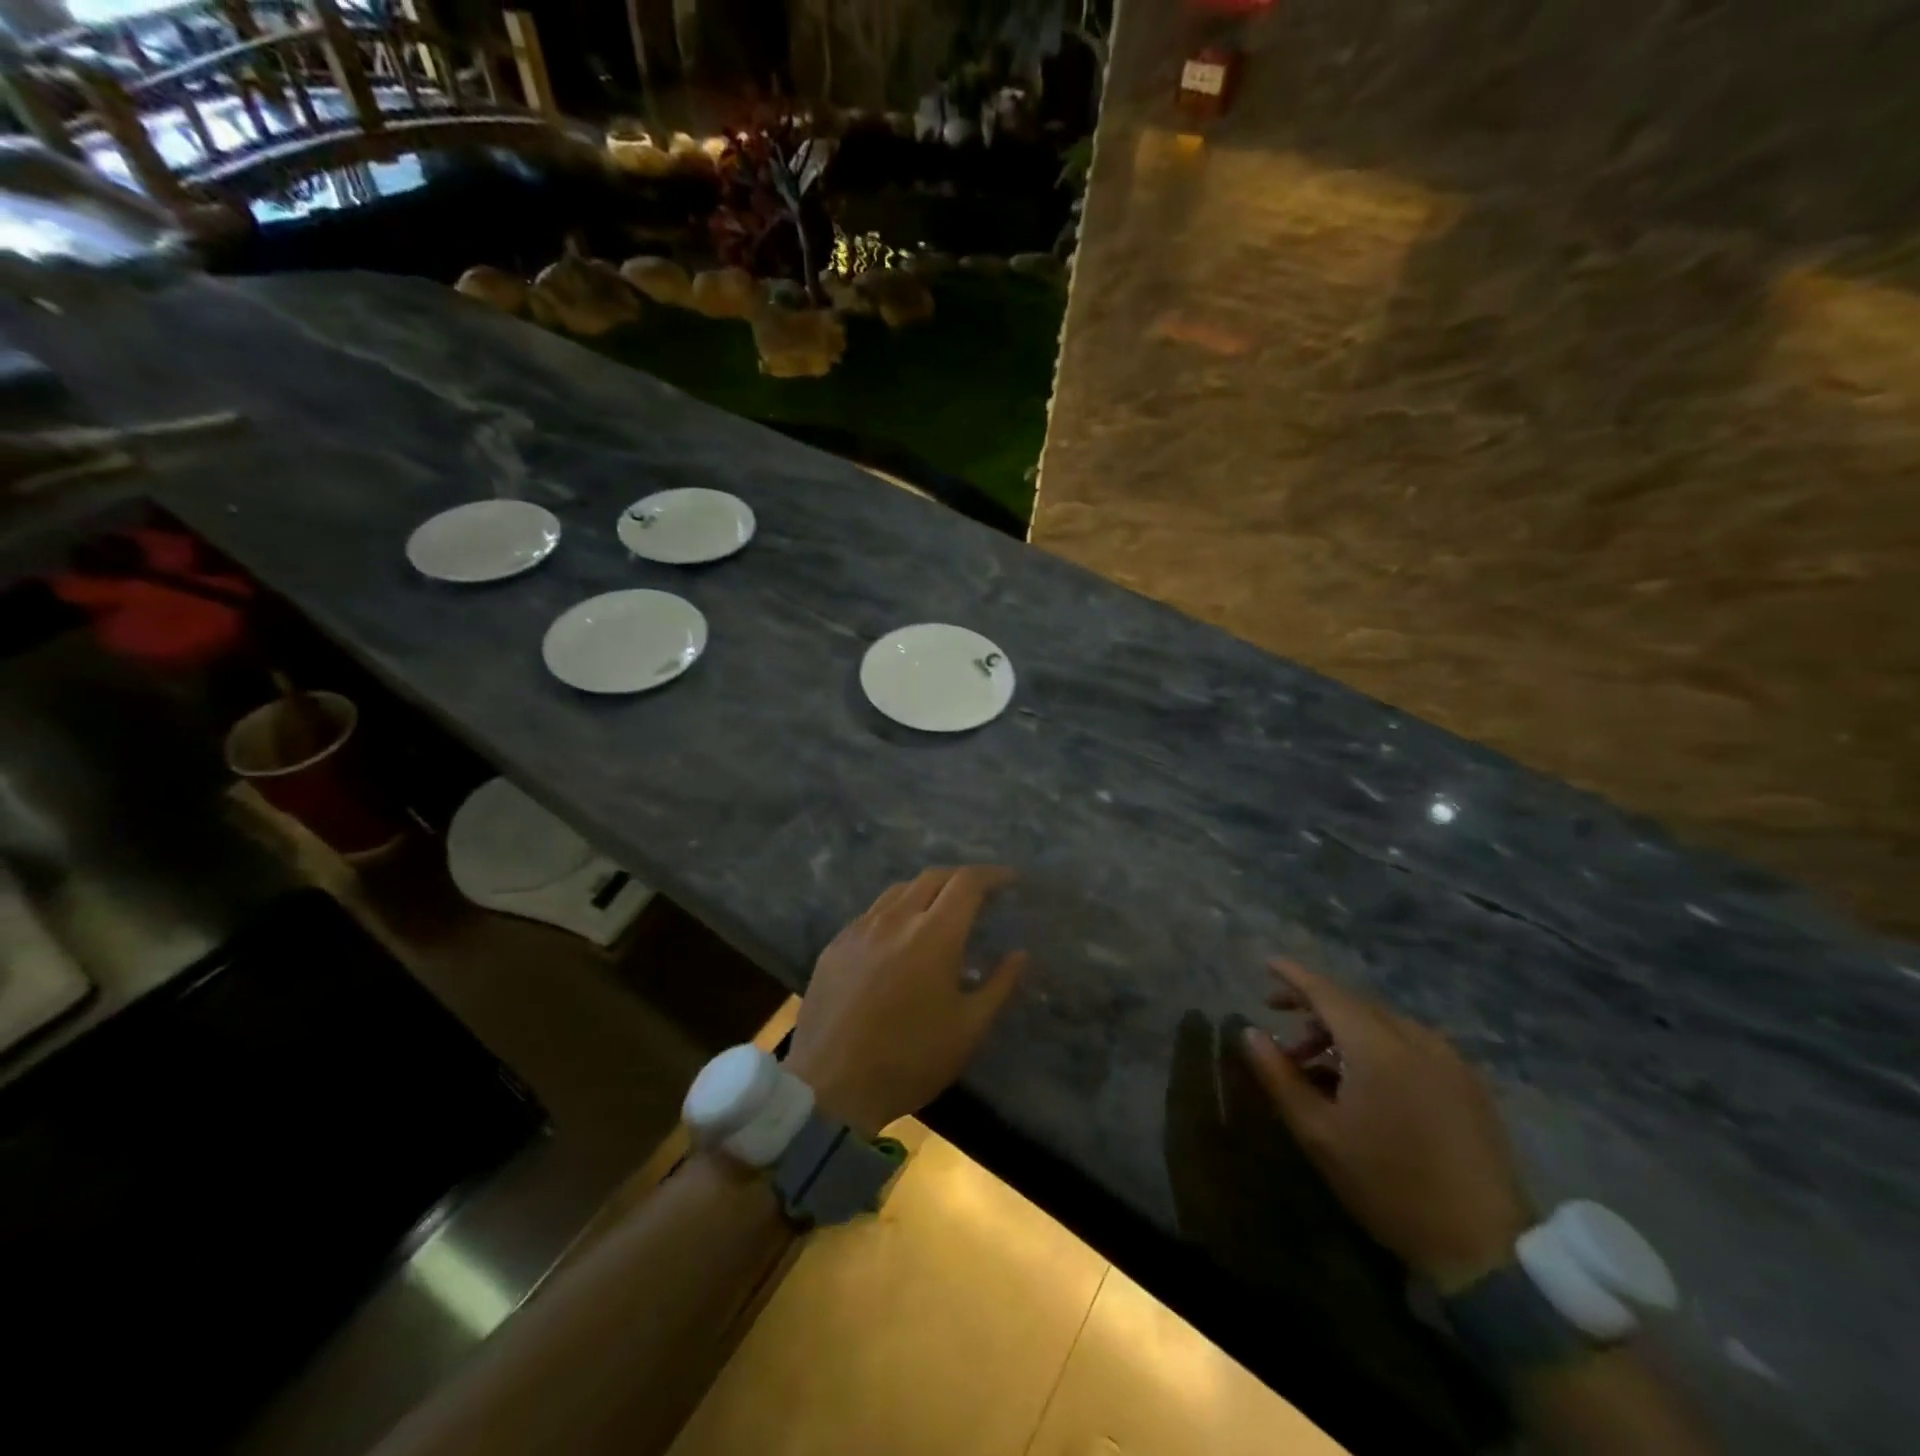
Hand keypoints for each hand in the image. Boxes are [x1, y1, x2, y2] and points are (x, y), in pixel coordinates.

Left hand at [786, 866, 1027, 1137]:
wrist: (829, 1087)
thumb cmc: (910, 1060)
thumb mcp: (968, 1029)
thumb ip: (999, 985)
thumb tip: (1020, 954)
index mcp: (934, 934)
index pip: (967, 883)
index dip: (992, 875)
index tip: (1009, 880)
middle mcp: (896, 919)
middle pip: (933, 877)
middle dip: (961, 878)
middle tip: (980, 894)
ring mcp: (860, 929)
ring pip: (899, 890)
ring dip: (927, 890)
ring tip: (940, 909)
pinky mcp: (835, 945)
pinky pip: (872, 913)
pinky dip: (896, 910)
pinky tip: (899, 935)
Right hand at [1239, 960, 1532, 1292]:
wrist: (1484, 1248)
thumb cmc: (1388, 1185)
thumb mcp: (1318, 1133)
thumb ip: (1278, 1075)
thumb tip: (1250, 1032)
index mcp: (1377, 1045)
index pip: (1326, 991)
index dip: (1293, 976)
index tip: (1267, 964)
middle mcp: (1416, 1038)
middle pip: (1355, 1004)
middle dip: (1315, 1009)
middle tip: (1283, 1033)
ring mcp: (1449, 1059)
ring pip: (1384, 1024)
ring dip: (1345, 1032)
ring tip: (1320, 1068)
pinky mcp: (1469, 1083)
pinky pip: (1411, 1044)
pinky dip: (1378, 1046)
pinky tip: (1365, 1082)